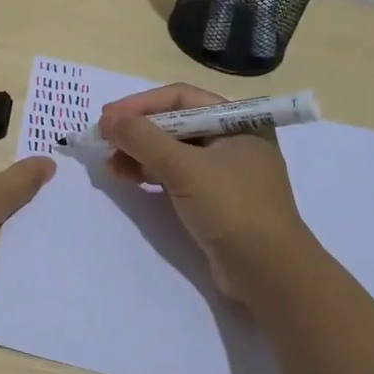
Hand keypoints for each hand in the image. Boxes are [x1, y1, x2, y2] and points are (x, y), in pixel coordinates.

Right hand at [101, 82, 314, 304]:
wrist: (269, 274)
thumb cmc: (232, 208)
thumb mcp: (184, 168)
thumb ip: (142, 139)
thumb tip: (106, 119)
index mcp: (238, 121)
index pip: (180, 98)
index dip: (140, 105)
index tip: (107, 118)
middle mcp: (233, 140)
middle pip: (175, 123)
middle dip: (138, 132)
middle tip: (104, 142)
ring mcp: (225, 172)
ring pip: (173, 151)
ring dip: (140, 154)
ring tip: (111, 166)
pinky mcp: (216, 199)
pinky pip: (177, 175)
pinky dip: (152, 174)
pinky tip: (129, 179)